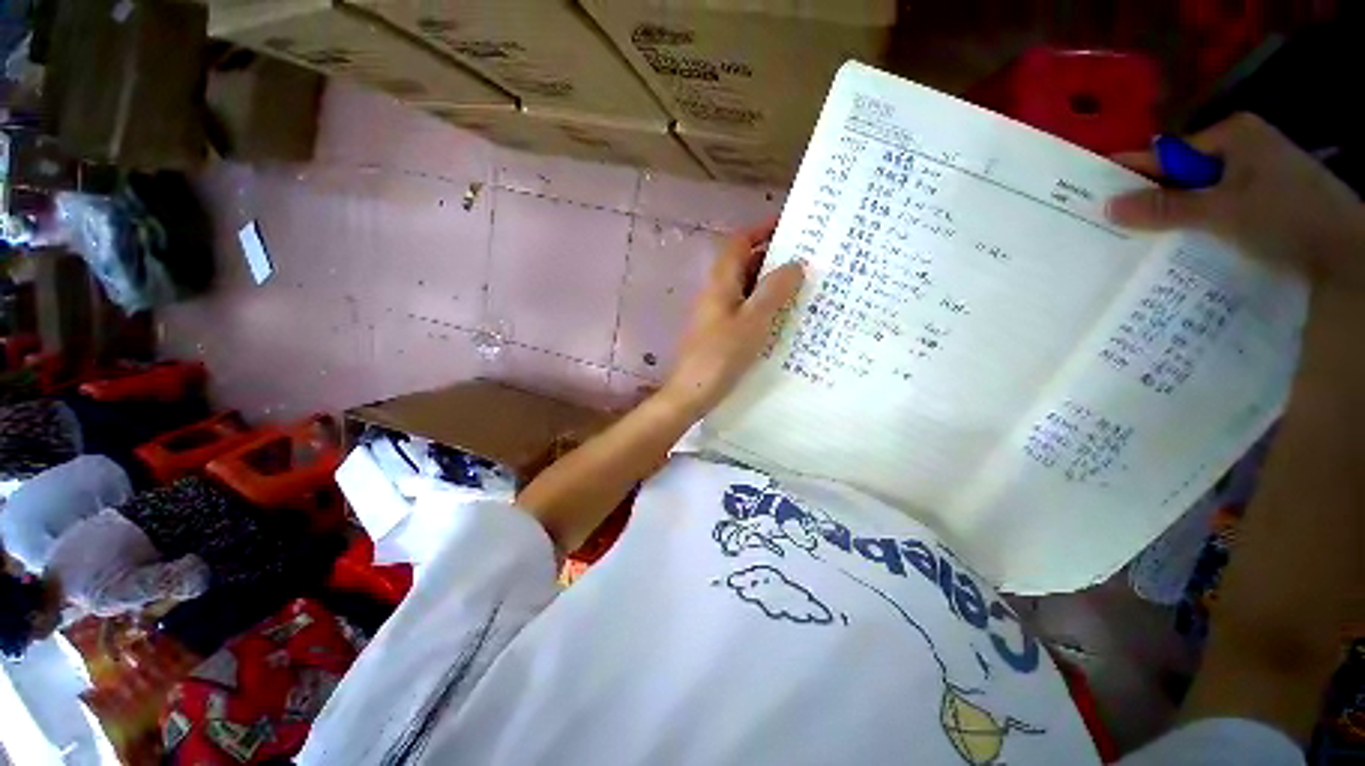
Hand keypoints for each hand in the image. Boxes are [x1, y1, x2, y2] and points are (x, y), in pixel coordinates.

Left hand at [661, 221, 804, 419]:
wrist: (693, 392)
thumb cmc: (721, 355)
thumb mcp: (753, 321)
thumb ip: (773, 291)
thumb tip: (795, 263)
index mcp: (721, 283)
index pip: (740, 243)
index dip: (762, 230)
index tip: (792, 226)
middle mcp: (717, 293)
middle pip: (744, 265)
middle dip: (773, 258)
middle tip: (808, 260)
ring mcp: (718, 313)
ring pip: (747, 289)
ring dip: (771, 284)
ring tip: (804, 286)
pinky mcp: (721, 332)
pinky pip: (746, 309)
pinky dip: (764, 306)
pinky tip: (784, 317)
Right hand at [1107, 113, 1364, 288]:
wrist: (1348, 252)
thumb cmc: (1287, 217)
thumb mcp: (1223, 211)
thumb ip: (1165, 207)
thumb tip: (1107, 206)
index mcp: (1233, 136)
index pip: (1168, 154)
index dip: (1133, 174)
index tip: (1094, 193)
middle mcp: (1242, 149)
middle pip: (1184, 175)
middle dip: (1152, 200)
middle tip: (1111, 224)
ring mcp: (1256, 176)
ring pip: (1200, 195)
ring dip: (1174, 217)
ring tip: (1137, 240)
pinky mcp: (1264, 202)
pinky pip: (1217, 210)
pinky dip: (1198, 226)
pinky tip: (1180, 244)